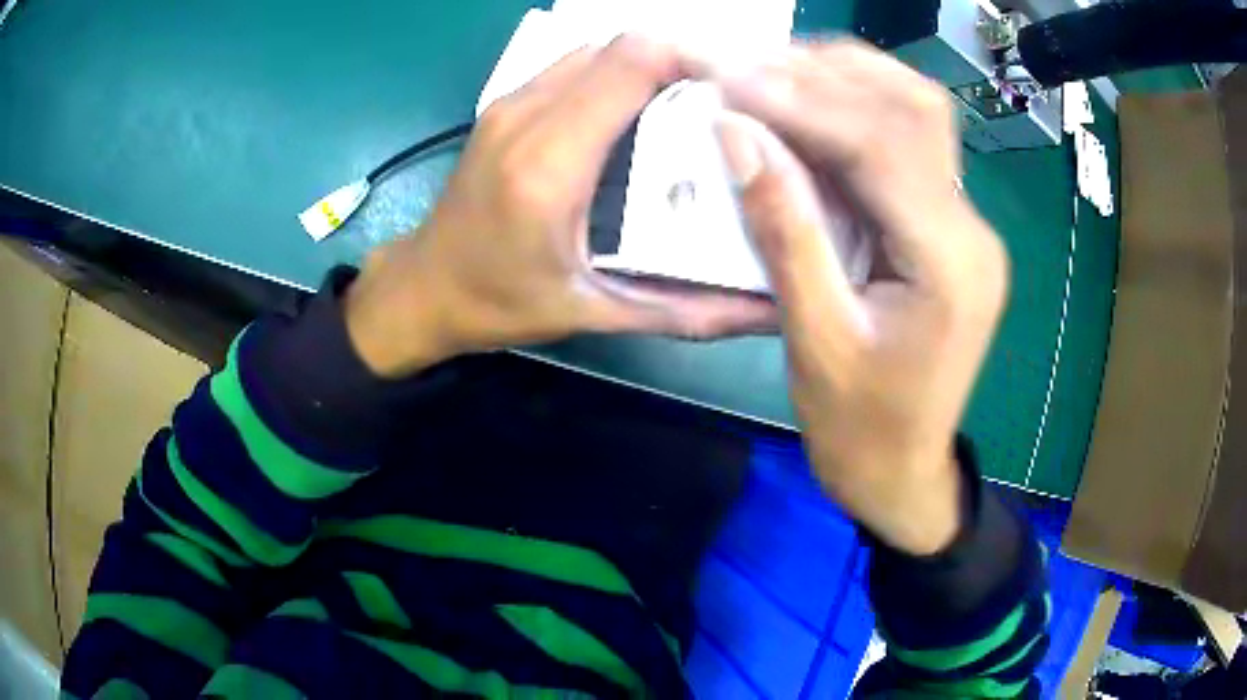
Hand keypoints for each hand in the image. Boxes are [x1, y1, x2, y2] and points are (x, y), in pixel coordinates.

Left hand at [345, 36, 777, 377]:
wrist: (424, 288)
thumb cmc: (501, 304)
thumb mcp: (597, 314)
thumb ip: (686, 312)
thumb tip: (769, 307)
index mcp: (548, 165)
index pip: (632, 64)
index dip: (693, 60)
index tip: (739, 96)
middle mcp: (525, 116)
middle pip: (620, 46)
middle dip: (681, 62)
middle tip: (724, 107)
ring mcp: (509, 103)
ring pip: (597, 49)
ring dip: (648, 66)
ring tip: (689, 108)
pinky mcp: (505, 103)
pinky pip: (574, 65)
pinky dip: (617, 74)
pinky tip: (639, 113)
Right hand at [702, 40, 1008, 554]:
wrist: (903, 472)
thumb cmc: (860, 430)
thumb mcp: (815, 341)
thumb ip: (784, 231)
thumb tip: (735, 135)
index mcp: (949, 265)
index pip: (881, 145)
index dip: (802, 100)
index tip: (728, 76)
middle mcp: (971, 230)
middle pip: (913, 111)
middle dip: (826, 73)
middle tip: (746, 62)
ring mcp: (966, 224)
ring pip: (917, 115)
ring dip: (845, 78)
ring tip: (772, 70)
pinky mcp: (948, 227)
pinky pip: (908, 145)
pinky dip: (856, 110)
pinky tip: (809, 104)